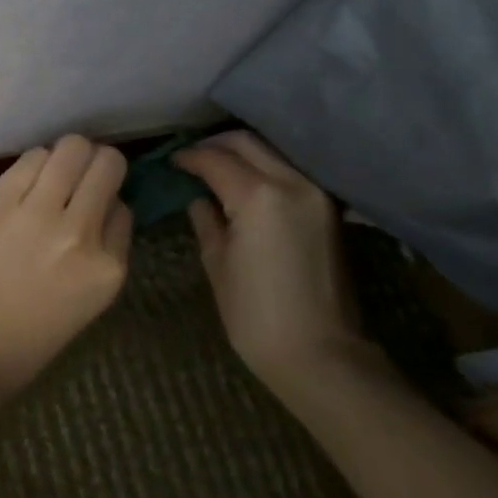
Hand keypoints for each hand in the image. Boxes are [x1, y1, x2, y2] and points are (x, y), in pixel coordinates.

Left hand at [0, 135, 132, 402]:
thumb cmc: (28, 336)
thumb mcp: (89, 300)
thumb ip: (104, 250)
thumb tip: (105, 203)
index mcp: (108, 268)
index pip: (124, 208)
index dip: (108, 203)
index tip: (92, 210)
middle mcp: (79, 233)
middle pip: (107, 163)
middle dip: (97, 164)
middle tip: (79, 175)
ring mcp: (36, 213)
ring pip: (71, 148)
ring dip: (65, 157)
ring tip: (51, 175)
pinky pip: (31, 157)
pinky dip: (33, 164)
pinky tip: (24, 182)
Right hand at [175, 131, 371, 403]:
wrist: (321, 355)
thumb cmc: (255, 315)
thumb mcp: (217, 263)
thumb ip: (205, 218)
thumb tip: (198, 197)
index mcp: (257, 196)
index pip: (214, 159)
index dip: (188, 157)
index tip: (170, 162)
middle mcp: (291, 182)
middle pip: (246, 142)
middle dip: (214, 145)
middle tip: (190, 159)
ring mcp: (314, 193)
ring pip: (270, 151)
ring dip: (240, 152)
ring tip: (214, 168)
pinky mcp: (327, 208)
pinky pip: (287, 170)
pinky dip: (262, 167)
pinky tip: (244, 184)